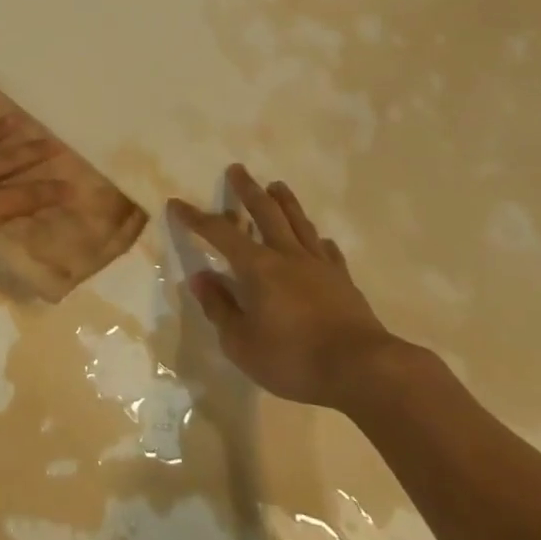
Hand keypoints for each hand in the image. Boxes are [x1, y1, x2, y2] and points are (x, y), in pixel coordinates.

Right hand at [171, 164, 407, 412]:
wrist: (362, 370)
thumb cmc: (293, 359)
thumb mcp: (241, 343)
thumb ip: (219, 308)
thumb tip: (200, 278)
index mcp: (257, 267)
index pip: (219, 233)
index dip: (196, 218)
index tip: (178, 203)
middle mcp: (287, 256)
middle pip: (265, 212)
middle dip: (248, 190)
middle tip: (238, 169)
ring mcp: (319, 266)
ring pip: (299, 223)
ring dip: (286, 202)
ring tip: (277, 186)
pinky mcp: (344, 282)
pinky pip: (328, 252)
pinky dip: (319, 241)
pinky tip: (320, 240)